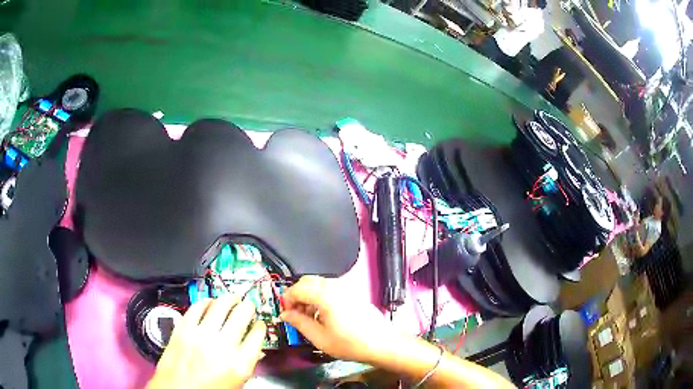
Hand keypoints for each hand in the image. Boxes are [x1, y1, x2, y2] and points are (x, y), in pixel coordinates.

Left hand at [147, 294, 265, 388]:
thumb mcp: (236, 383)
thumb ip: (246, 364)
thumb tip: (255, 349)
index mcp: (240, 364)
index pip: (257, 335)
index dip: (260, 326)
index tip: (259, 324)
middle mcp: (222, 345)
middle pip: (241, 315)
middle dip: (248, 307)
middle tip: (247, 306)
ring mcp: (200, 334)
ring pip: (220, 305)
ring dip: (229, 299)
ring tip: (232, 298)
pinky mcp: (183, 328)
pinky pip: (197, 307)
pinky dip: (206, 302)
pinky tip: (210, 302)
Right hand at [280, 276, 400, 363]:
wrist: (382, 344)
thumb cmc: (350, 344)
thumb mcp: (319, 338)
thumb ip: (299, 323)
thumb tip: (285, 314)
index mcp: (325, 295)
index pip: (297, 288)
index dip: (286, 299)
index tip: (285, 313)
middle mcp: (335, 286)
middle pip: (307, 281)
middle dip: (296, 295)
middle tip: (294, 314)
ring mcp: (346, 288)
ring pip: (318, 284)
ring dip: (308, 296)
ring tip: (308, 317)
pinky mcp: (353, 293)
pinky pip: (330, 288)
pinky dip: (320, 296)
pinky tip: (323, 315)